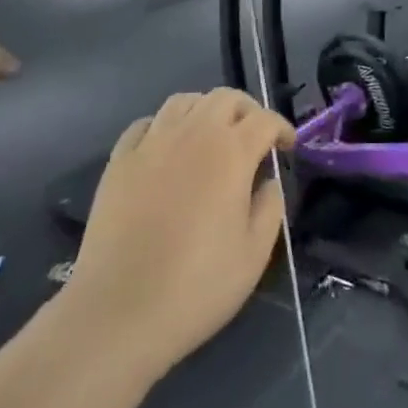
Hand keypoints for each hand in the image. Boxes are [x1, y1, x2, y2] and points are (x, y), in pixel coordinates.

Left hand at [66, 89, 294, 382]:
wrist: (120, 309)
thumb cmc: (197, 286)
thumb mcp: (254, 255)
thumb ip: (269, 208)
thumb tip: (268, 182)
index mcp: (231, 152)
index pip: (264, 119)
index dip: (281, 128)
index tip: (288, 146)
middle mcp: (193, 133)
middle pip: (225, 98)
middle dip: (247, 110)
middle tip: (254, 136)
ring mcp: (152, 142)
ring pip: (184, 102)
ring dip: (206, 110)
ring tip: (211, 136)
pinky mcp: (121, 159)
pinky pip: (147, 123)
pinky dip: (164, 126)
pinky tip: (167, 148)